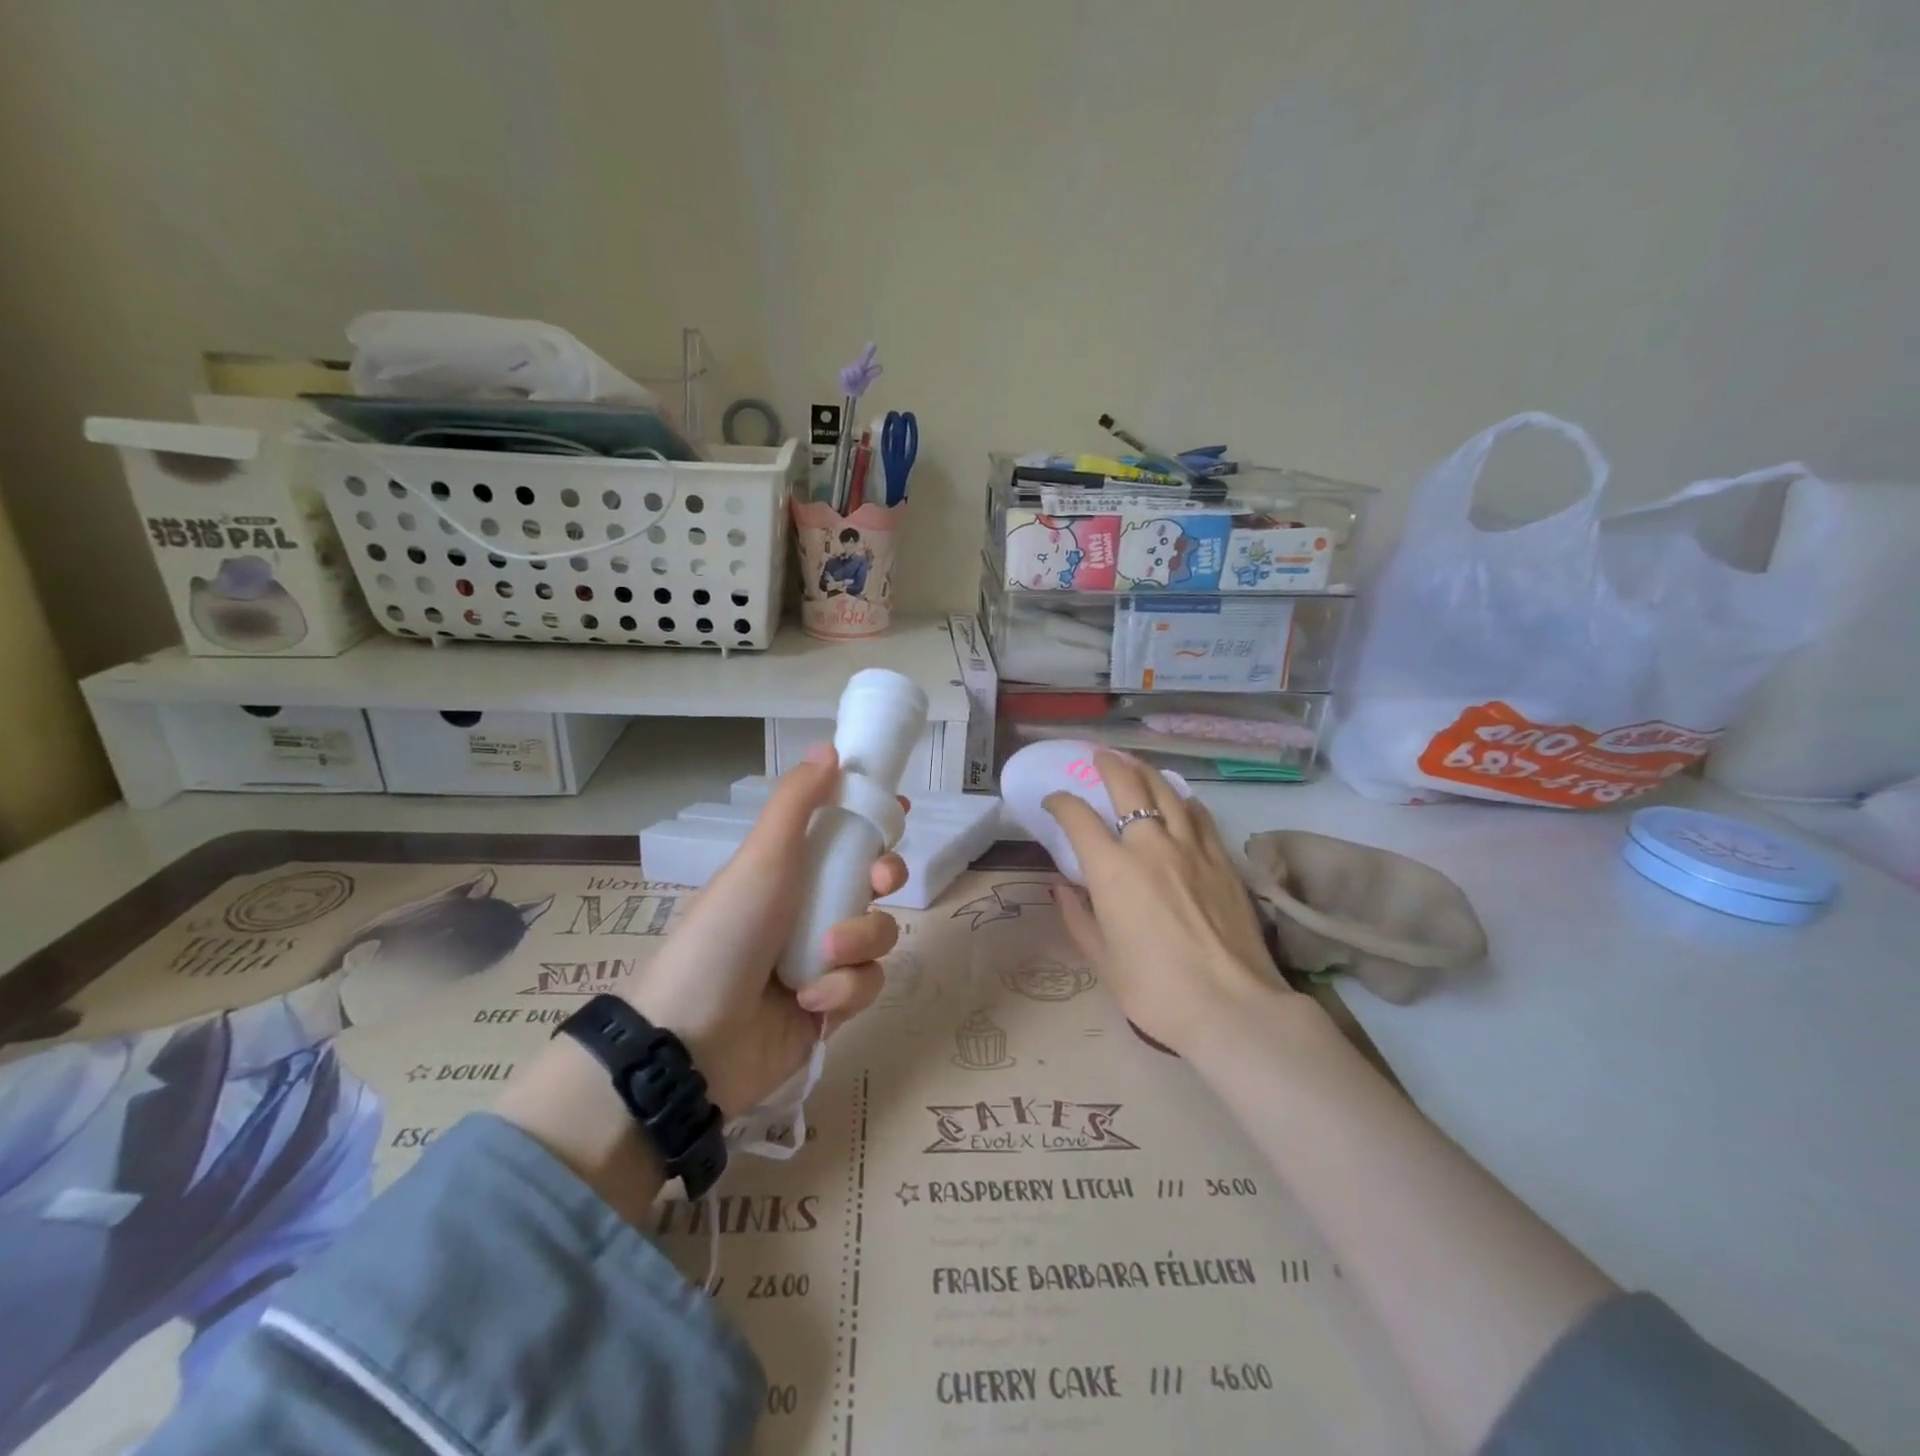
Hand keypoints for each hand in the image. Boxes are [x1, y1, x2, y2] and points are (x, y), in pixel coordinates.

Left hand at [627, 745, 904, 1116]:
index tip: (899, 810)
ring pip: (877, 936)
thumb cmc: (725, 934)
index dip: (873, 821)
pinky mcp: (830, 1008)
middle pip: (874, 882)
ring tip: (823, 957)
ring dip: (858, 942)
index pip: (841, 835)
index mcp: (789, 871)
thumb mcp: (760, 860)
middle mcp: (808, 911)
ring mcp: (820, 961)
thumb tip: (829, 748)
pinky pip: (865, 986)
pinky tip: (810, 1001)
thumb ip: (796, 803)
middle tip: (881, 881)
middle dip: (887, 877)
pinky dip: (843, 990)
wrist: (690, 1042)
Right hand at [1045, 751, 1289, 1054]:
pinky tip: (1180, 801)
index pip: (1078, 817)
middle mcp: (1150, 846)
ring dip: (1146, 772)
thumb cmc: (1156, 990)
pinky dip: (1183, 801)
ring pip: (1167, 792)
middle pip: (1127, 786)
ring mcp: (1192, 848)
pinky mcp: (1222, 860)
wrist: (1232, 1007)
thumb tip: (1063, 888)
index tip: (1054, 802)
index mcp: (1112, 870)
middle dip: (1108, 765)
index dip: (1061, 802)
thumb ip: (1078, 918)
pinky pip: (1199, 815)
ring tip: (1135, 765)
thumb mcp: (1103, 960)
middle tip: (1099, 757)